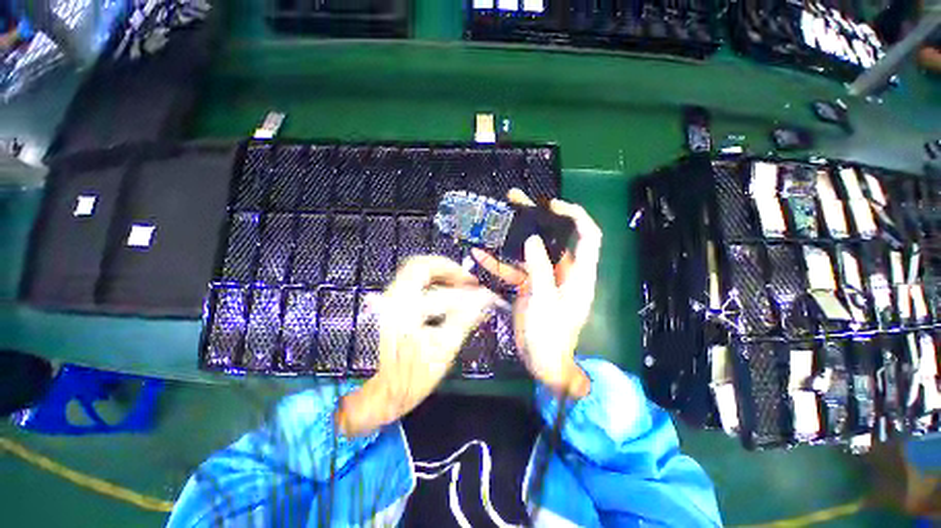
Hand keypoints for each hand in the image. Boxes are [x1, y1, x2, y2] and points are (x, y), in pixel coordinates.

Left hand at [338, 256, 496, 436]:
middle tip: (466, 279)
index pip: (442, 293)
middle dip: (447, 268)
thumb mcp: (443, 351)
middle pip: (419, 266)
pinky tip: (444, 291)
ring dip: (439, 273)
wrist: (383, 391)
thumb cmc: (412, 377)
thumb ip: (464, 321)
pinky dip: (431, 280)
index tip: (484, 293)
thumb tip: (484, 301)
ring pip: (414, 271)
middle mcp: (392, 301)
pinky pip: (412, 281)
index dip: (468, 292)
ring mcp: (388, 300)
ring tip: (458, 283)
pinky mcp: (391, 303)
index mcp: (405, 314)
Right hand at [472, 189, 601, 398]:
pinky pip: (514, 270)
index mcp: (578, 274)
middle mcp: (563, 271)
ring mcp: (543, 278)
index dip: (575, 215)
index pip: (587, 235)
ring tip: (496, 217)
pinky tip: (480, 255)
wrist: (541, 362)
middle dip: (536, 219)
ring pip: (530, 251)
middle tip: (516, 200)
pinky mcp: (528, 286)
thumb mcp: (545, 301)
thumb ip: (540, 270)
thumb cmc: (550, 336)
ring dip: (513, 238)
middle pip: (553, 238)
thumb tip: (532, 240)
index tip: (551, 205)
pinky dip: (499, 263)